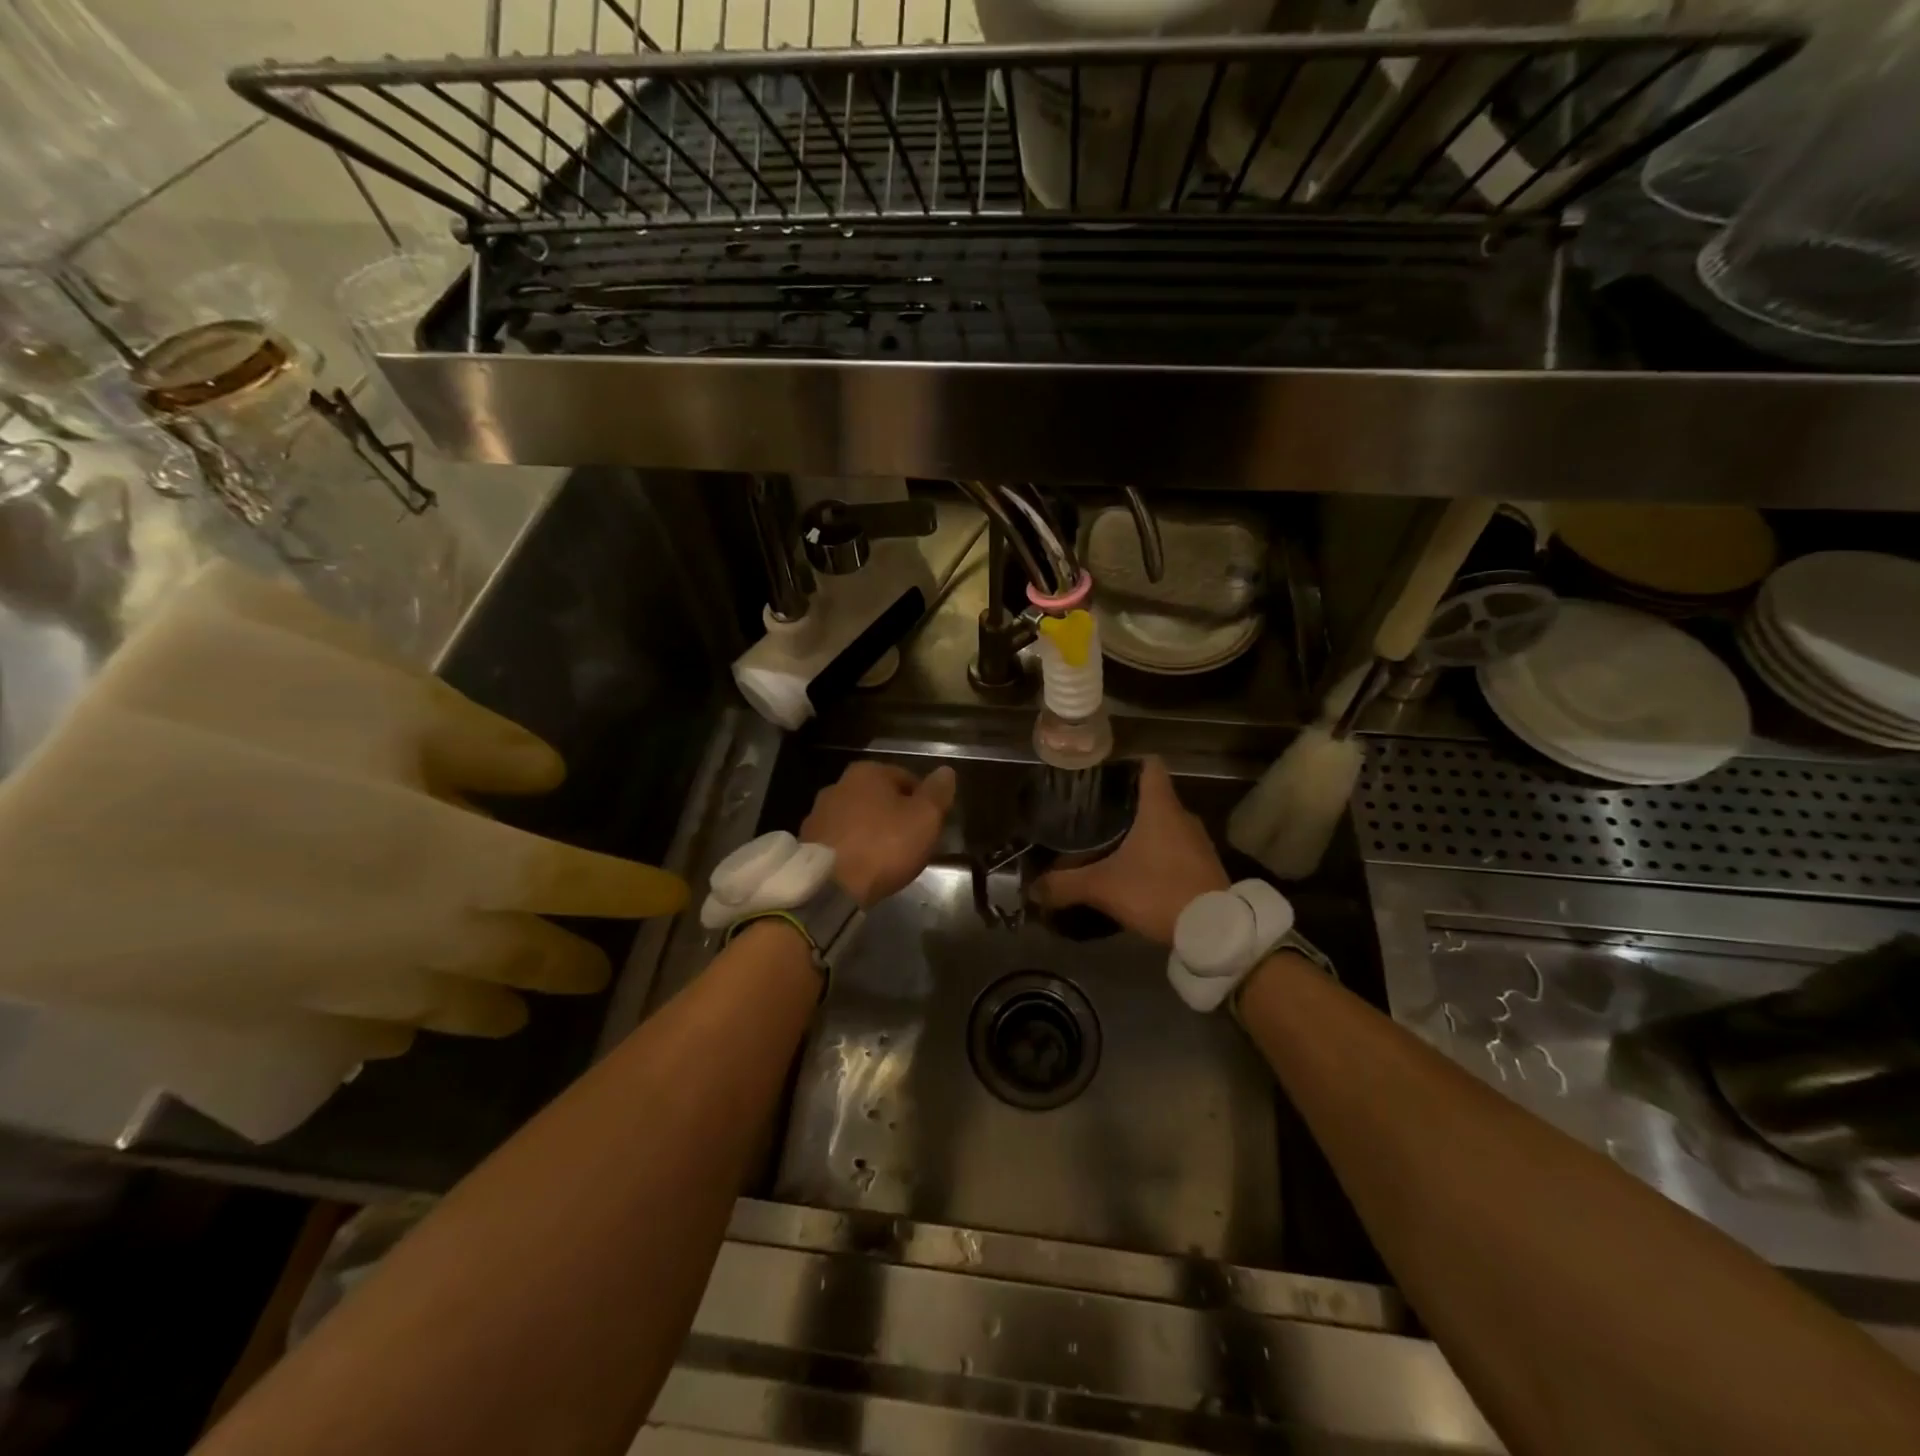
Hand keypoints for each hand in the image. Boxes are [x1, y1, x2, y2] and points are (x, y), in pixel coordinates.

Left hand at [801, 761, 956, 906]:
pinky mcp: (807, 842)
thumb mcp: (925, 818)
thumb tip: (946, 771)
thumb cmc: (884, 845)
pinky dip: (853, 848)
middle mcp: (838, 784)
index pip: (906, 777)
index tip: (931, 824)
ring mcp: (818, 813)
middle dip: (895, 815)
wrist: (830, 886)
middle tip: (912, 842)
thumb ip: (937, 793)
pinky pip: (840, 840)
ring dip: (872, 832)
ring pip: (857, 818)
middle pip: (879, 797)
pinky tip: (863, 868)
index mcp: (868, 772)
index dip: (923, 800)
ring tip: (887, 858)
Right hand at [1032, 757, 1227, 945]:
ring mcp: (1198, 841)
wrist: (1214, 930)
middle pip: (1152, 796)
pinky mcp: (1205, 865)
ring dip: (1142, 830)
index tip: (1101, 776)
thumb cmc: (1158, 891)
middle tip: (1093, 814)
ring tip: (1110, 842)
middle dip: (1124, 803)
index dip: (1126, 763)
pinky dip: (1157, 852)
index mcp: (1160, 807)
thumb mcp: (1104, 887)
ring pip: (1164, 823)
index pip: (1149, 765)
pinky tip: (1136, 870)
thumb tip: (1032, 888)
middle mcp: (1182, 816)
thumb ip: (1065, 885)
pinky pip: (1176, 847)